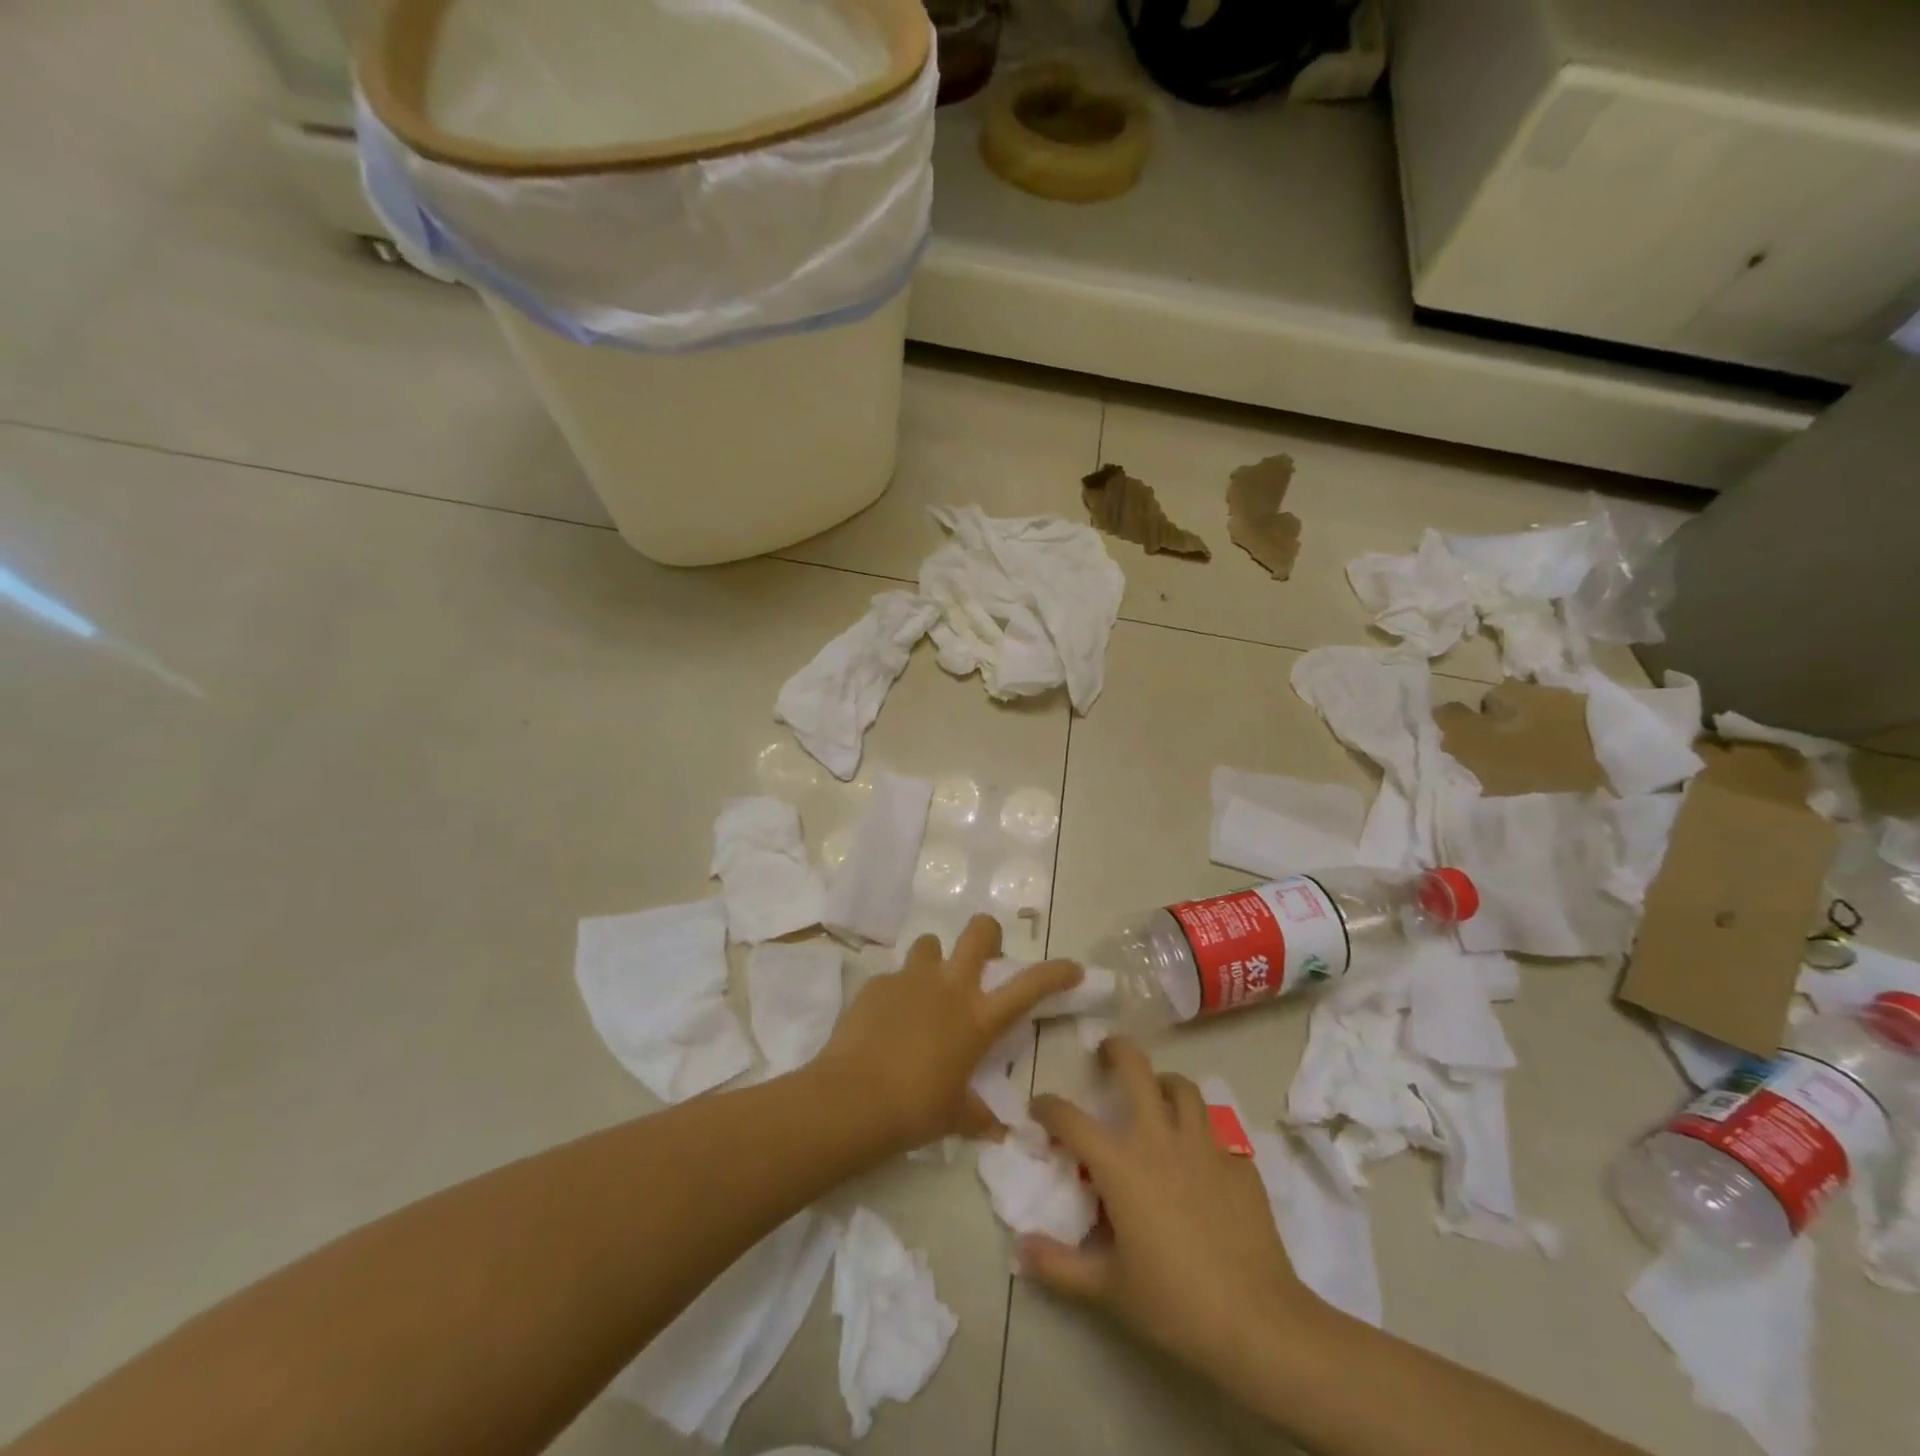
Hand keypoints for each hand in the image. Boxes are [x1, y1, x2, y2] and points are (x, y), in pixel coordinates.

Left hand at [815, 914, 1080, 1152]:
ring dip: (934, 961)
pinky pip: (894, 977)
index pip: (1029, 985)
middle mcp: (950, 987)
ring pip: (931, 944)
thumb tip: (997, 1130)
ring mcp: (911, 980)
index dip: (1056, 972)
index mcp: (978, 1018)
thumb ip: (979, 1116)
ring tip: (927, 989)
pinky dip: (897, 993)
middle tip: (984, 955)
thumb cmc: (916, 1110)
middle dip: (988, 934)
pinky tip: (887, 1020)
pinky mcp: (877, 984)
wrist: (853, 1098)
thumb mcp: (956, 1117)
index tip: (1071, 968)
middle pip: (979, 932)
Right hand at [1020, 1038, 1320, 1376]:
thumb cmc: (1174, 1303)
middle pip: (1136, 1069)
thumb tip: (1020, 1248)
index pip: (1072, 1120)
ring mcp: (1204, 1146)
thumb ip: (1059, 1266)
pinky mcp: (1239, 1163)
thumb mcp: (1108, 1290)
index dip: (1049, 1106)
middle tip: (1106, 1054)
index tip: (1039, 1105)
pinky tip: (1200, 1153)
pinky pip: (1218, 1129)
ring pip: (1183, 1088)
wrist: (1257, 1321)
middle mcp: (1160, 1140)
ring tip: (1157, 1095)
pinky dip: (1202, 1130)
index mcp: (1121, 1165)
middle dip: (1117, 1050)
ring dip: (1164, 1084)